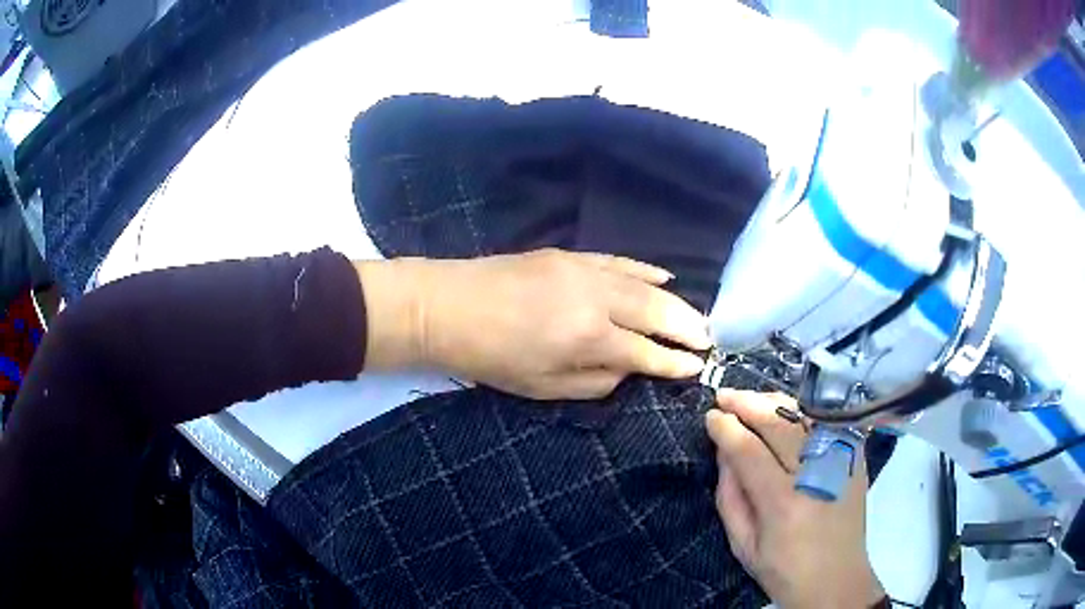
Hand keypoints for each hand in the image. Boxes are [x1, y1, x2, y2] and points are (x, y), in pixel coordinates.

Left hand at [357, 249, 709, 398]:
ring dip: (676, 302)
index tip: (698, 368)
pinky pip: (620, 261)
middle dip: (687, 328)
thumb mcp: (543, 388)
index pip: (647, 353)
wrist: (448, 307)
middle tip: (708, 341)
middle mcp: (597, 300)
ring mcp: (585, 271)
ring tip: (697, 317)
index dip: (675, 363)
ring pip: (644, 286)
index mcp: (589, 339)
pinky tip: (664, 278)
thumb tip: (627, 370)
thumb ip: (595, 381)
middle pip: (657, 313)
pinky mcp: (571, 256)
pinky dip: (646, 271)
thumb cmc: (492, 358)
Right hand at [706, 391, 883, 608]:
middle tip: (724, 396)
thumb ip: (730, 496)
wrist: (837, 580)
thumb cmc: (784, 570)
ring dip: (774, 402)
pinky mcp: (855, 457)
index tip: (710, 416)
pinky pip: (827, 422)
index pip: (749, 451)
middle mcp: (815, 474)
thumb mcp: (743, 545)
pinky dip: (803, 411)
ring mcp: (841, 461)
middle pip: (779, 423)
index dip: (727, 428)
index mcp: (783, 503)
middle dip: (747, 404)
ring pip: (804, 415)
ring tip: (750, 399)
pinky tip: (785, 411)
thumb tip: (724, 451)